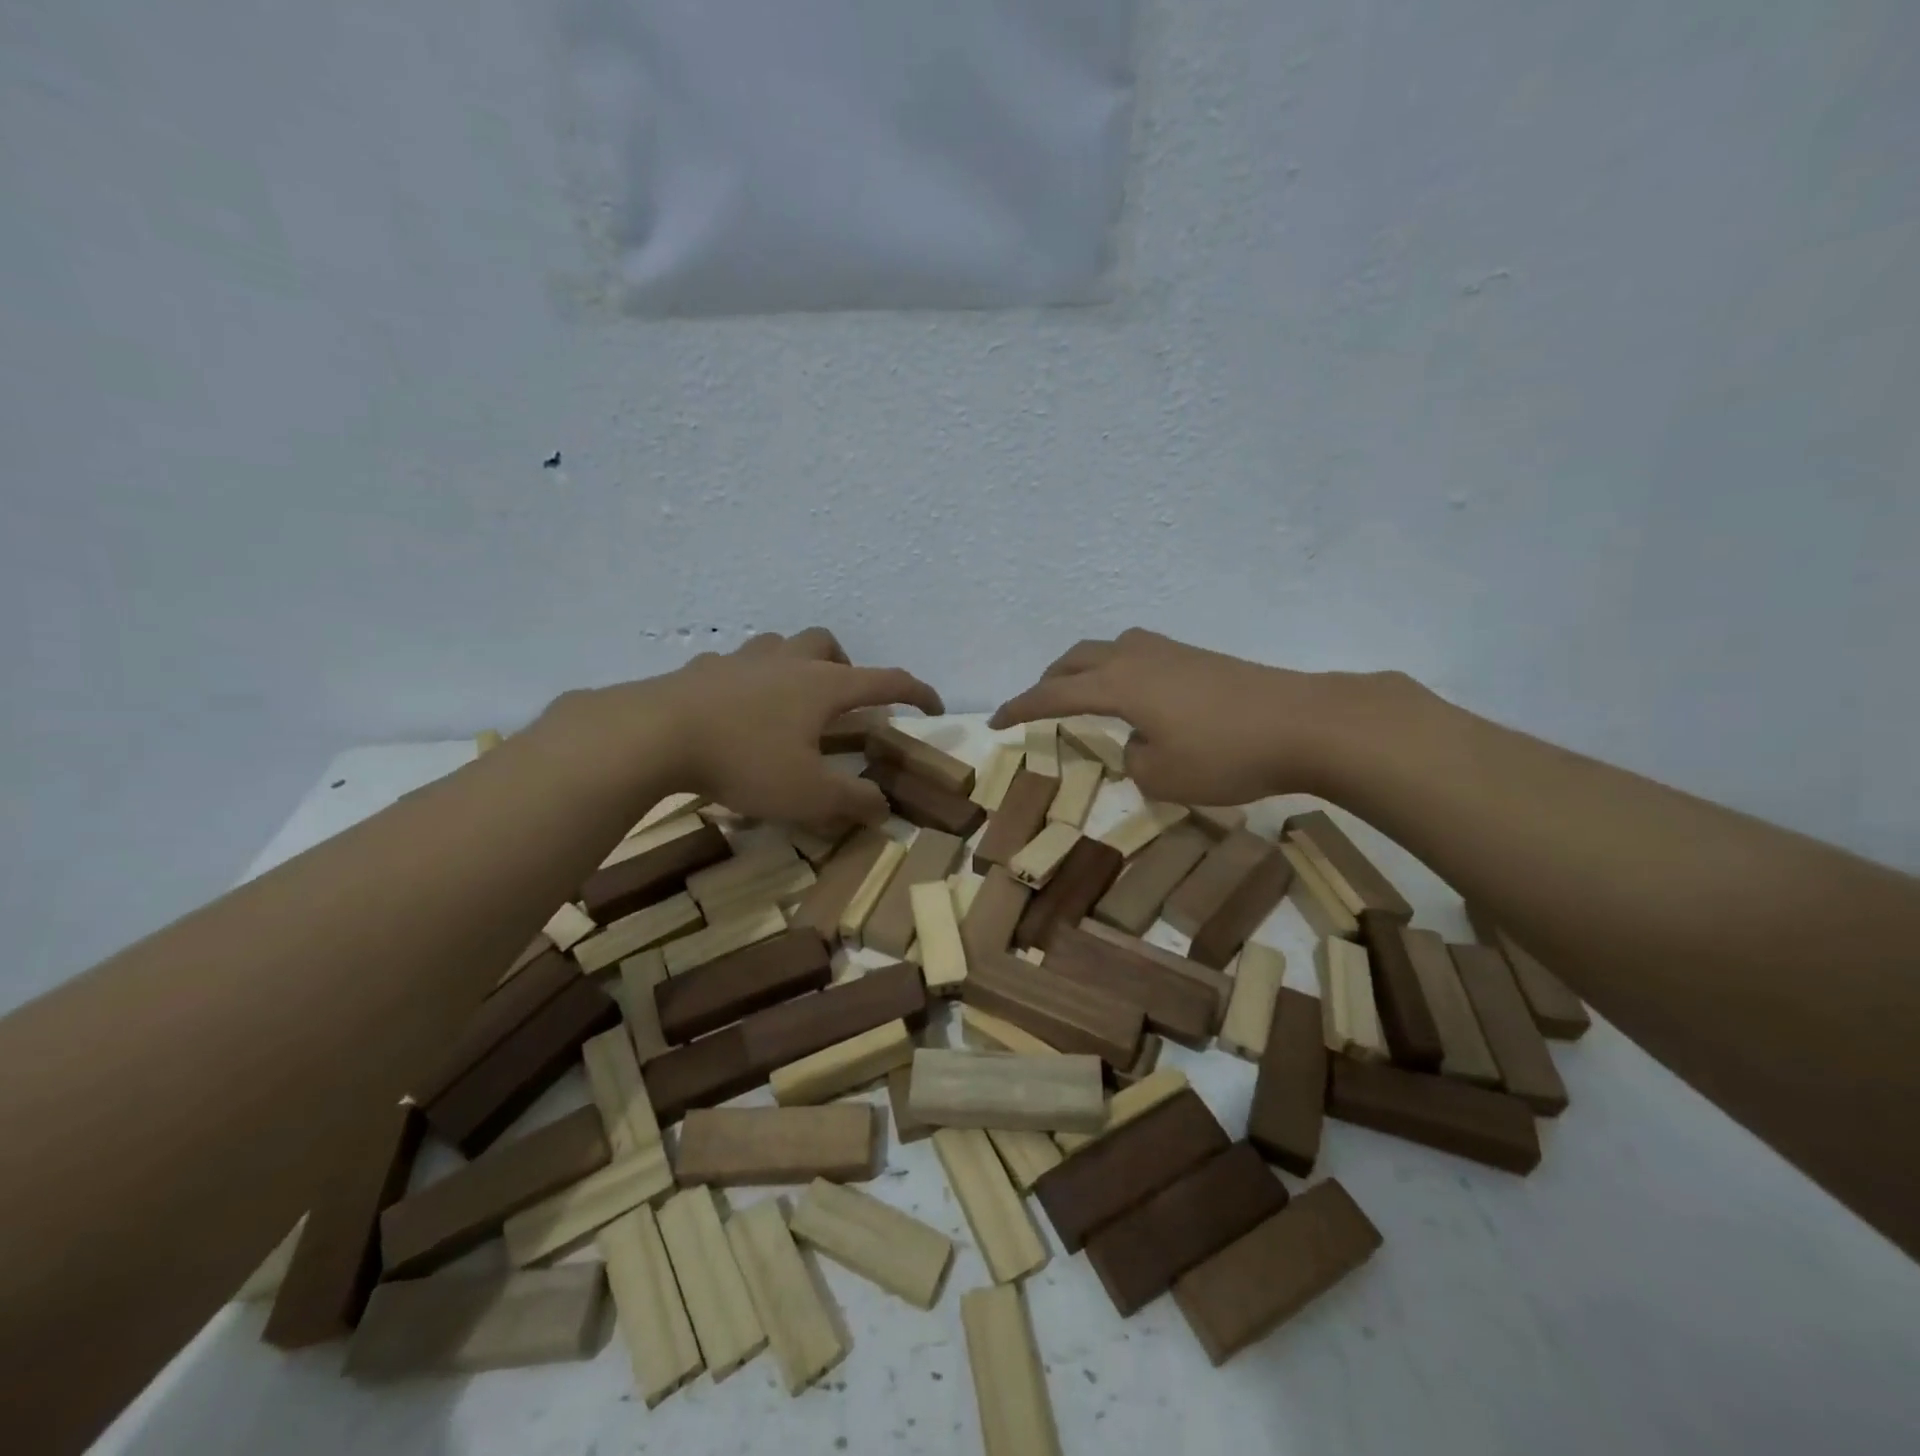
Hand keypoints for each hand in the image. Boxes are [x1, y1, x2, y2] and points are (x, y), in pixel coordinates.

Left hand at [554, 629, 941, 827]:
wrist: (654, 735)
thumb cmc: (745, 761)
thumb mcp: (808, 795)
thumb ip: (852, 802)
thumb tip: (882, 807)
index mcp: (823, 686)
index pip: (885, 681)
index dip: (916, 693)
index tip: (933, 707)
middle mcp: (787, 662)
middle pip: (827, 644)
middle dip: (846, 666)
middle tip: (843, 701)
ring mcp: (741, 661)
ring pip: (780, 645)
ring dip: (796, 663)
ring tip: (791, 699)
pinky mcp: (701, 670)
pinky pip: (734, 665)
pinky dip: (747, 680)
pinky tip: (735, 707)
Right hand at [991, 629, 1381, 804]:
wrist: (1305, 722)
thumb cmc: (1226, 754)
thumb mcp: (1163, 777)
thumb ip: (1133, 760)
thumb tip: (1137, 742)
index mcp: (1117, 685)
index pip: (1053, 694)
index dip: (1020, 708)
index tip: (994, 721)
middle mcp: (1136, 658)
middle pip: (1076, 658)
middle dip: (1049, 680)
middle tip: (1036, 704)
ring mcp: (1170, 652)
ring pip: (1108, 648)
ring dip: (1084, 668)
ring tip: (1083, 694)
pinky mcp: (1198, 657)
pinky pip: (1139, 654)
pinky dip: (1118, 669)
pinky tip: (1136, 696)